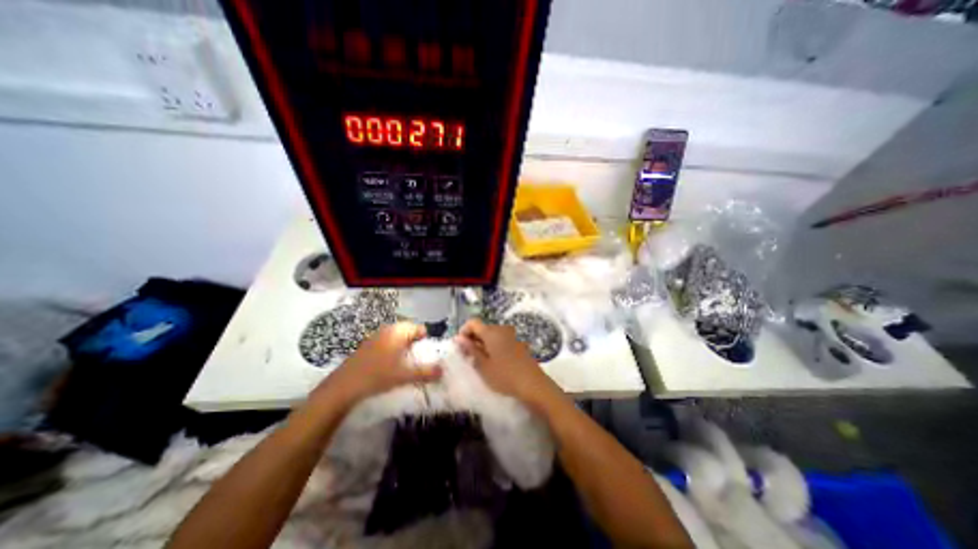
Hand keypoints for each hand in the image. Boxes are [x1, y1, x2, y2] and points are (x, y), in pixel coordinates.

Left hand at [313, 324, 444, 409]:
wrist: (342, 388)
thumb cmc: (377, 376)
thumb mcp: (404, 376)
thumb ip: (425, 373)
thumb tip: (442, 371)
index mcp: (397, 332)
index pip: (418, 328)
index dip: (425, 340)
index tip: (427, 354)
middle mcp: (387, 330)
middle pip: (408, 333)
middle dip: (415, 345)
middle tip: (418, 360)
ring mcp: (375, 338)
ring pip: (396, 339)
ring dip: (403, 349)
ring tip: (406, 365)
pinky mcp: (366, 347)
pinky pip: (386, 345)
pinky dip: (392, 352)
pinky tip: (389, 368)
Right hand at [452, 320, 552, 404]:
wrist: (533, 384)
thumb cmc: (505, 376)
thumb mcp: (483, 366)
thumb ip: (470, 349)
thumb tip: (458, 338)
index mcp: (491, 332)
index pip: (473, 322)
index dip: (463, 331)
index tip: (460, 346)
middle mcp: (502, 329)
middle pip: (483, 328)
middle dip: (473, 339)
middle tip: (468, 356)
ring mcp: (512, 335)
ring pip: (492, 334)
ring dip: (483, 343)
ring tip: (480, 361)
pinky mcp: (518, 342)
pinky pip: (501, 339)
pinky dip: (493, 346)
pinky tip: (494, 361)